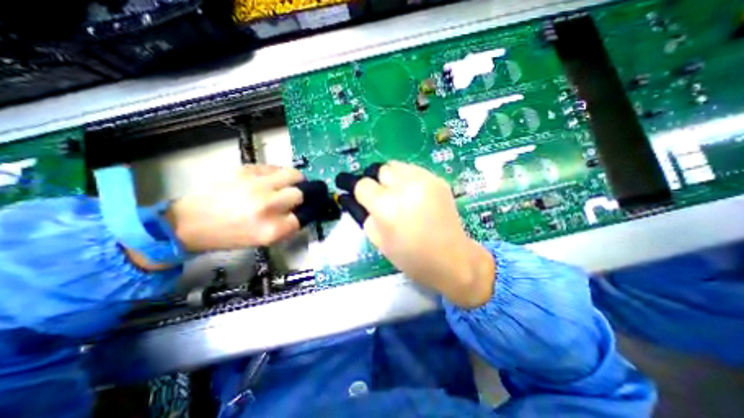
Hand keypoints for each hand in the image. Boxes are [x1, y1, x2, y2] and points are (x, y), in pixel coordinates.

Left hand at [164, 164, 303, 251]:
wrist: (190, 222)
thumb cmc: (229, 236)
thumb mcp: (262, 240)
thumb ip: (286, 227)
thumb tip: (303, 212)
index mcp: (271, 229)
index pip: (303, 217)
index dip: (307, 212)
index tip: (305, 209)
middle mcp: (267, 206)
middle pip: (300, 194)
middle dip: (302, 195)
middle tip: (297, 195)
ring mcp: (257, 185)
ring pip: (293, 174)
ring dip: (296, 179)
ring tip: (291, 182)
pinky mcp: (246, 171)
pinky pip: (274, 167)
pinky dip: (279, 172)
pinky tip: (272, 178)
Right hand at [353, 161, 491, 308]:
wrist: (451, 258)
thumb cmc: (411, 256)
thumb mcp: (378, 241)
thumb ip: (363, 214)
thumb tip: (354, 197)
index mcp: (387, 207)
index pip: (362, 184)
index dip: (358, 191)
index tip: (359, 196)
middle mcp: (405, 187)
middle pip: (379, 169)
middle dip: (376, 182)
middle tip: (381, 197)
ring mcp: (424, 180)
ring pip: (396, 166)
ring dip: (391, 178)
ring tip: (397, 195)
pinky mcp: (437, 179)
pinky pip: (413, 170)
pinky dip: (407, 179)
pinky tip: (413, 196)